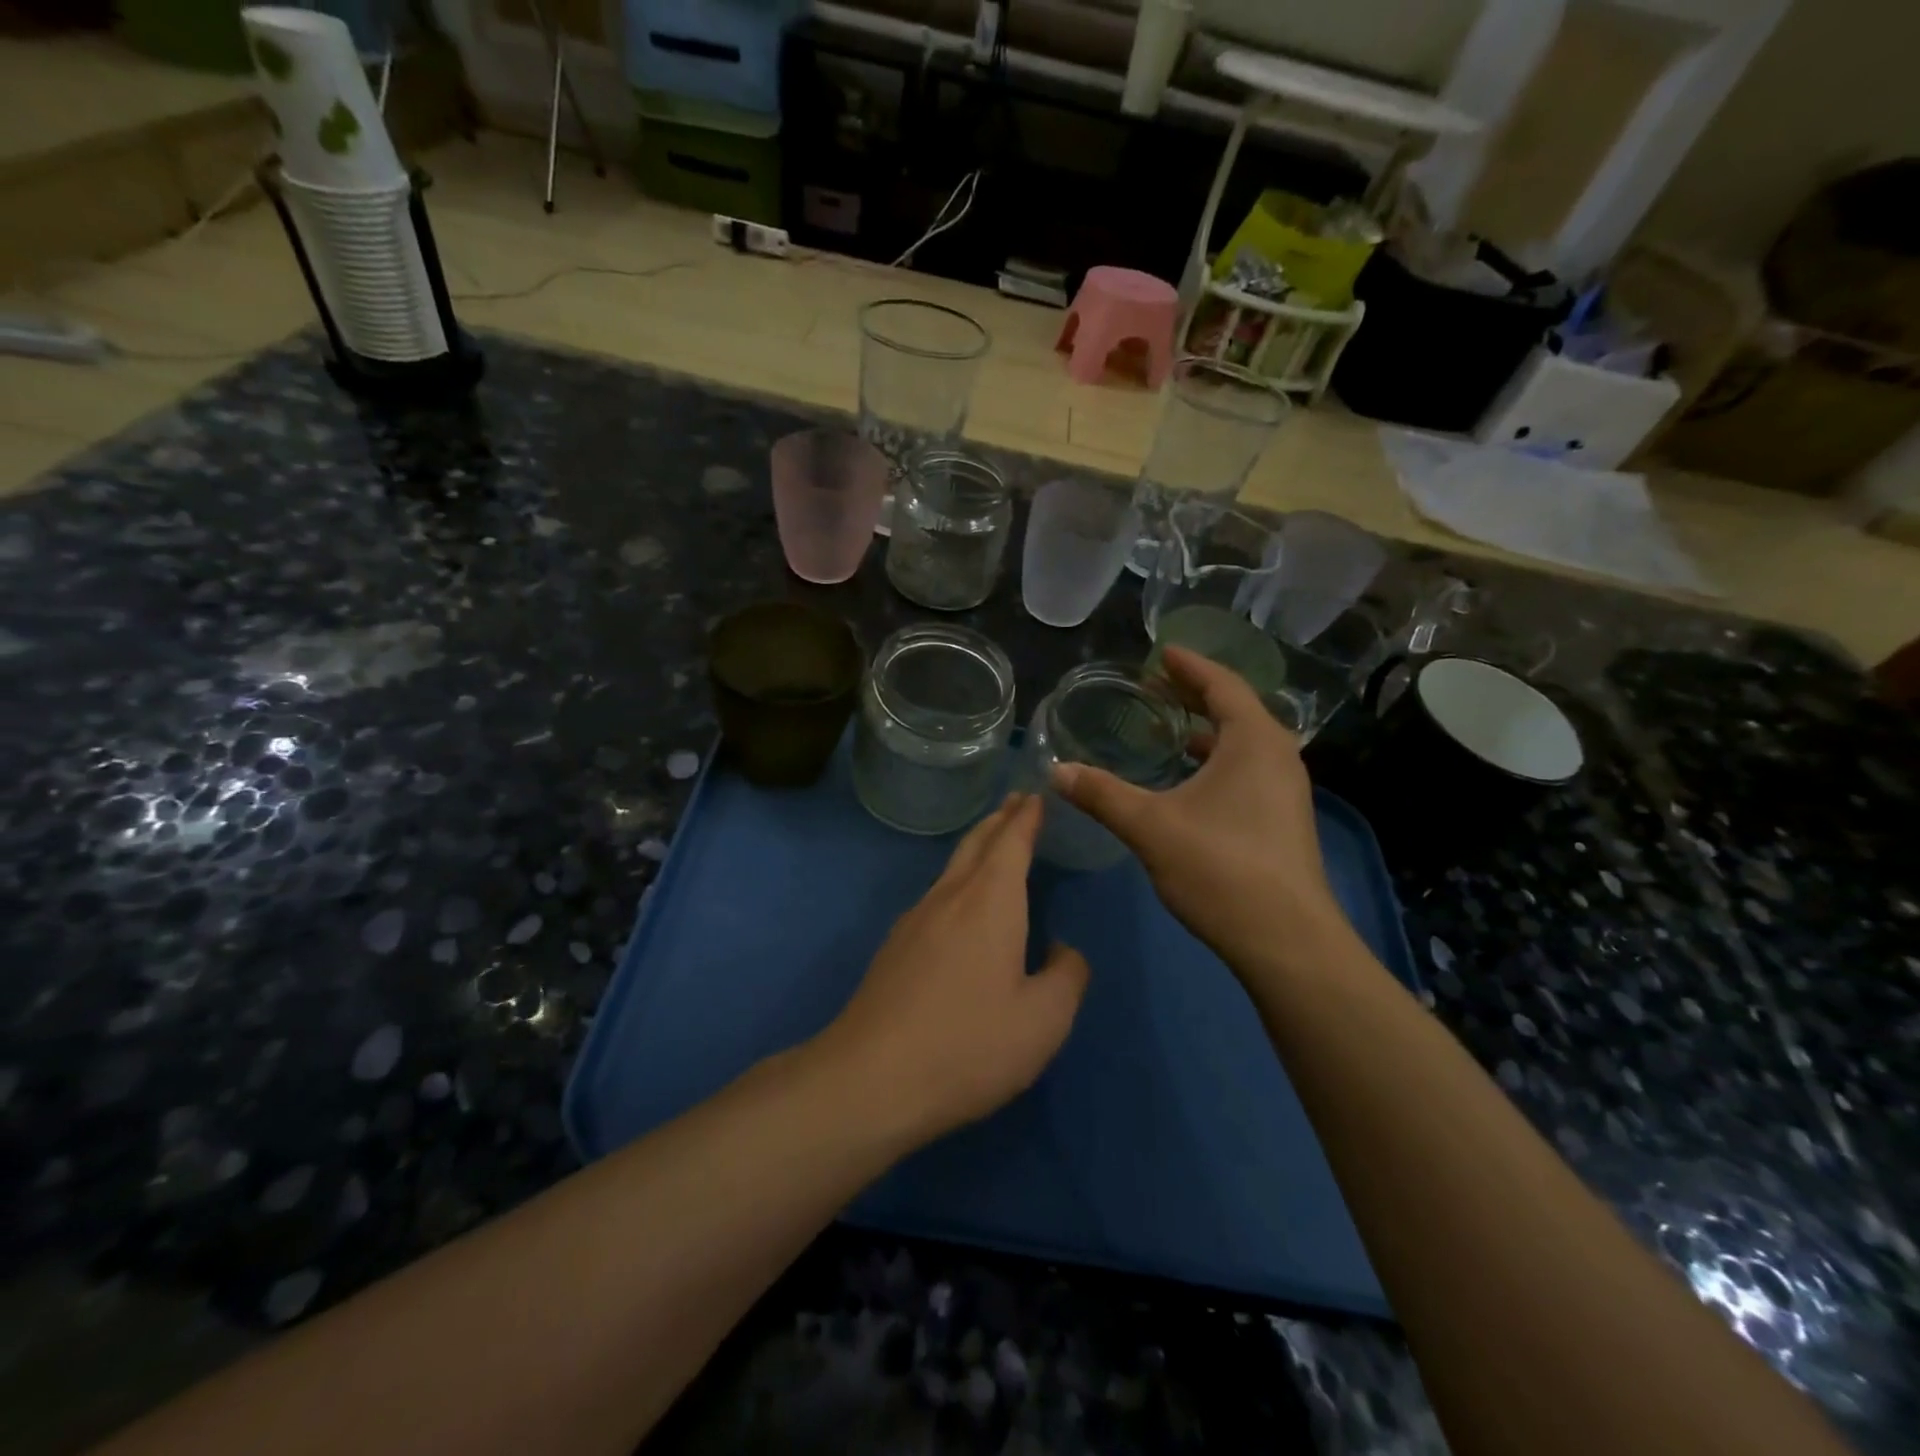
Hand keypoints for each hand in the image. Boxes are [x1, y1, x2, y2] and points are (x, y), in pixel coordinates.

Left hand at [814, 795, 1089, 1146]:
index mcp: (990, 902)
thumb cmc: (969, 1044)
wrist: (872, 1077)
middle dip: (1000, 820)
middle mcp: (950, 897)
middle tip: (1017, 802)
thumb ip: (1066, 977)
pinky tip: (961, 904)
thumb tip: (1062, 950)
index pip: (1011, 842)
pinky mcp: (895, 946)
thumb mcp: (1043, 1021)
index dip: (1026, 817)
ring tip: (994, 843)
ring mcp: (915, 919)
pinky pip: (936, 895)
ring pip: (952, 868)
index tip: (1036, 794)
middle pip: (977, 844)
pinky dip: (958, 879)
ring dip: (977, 847)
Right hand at [1051, 646, 1349, 971]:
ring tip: (1167, 729)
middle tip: (1155, 686)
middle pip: (1235, 710)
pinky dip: (1215, 761)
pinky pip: (1246, 770)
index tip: (1161, 653)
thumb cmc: (1220, 868)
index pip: (1223, 685)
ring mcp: (1285, 791)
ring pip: (1242, 743)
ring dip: (1206, 731)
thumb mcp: (1150, 826)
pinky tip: (1187, 781)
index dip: (1190, 666)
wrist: (1286, 941)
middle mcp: (1277, 757)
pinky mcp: (1282, 820)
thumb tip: (1056, 770)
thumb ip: (1102, 794)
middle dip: (1195, 695)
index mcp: (1254, 741)